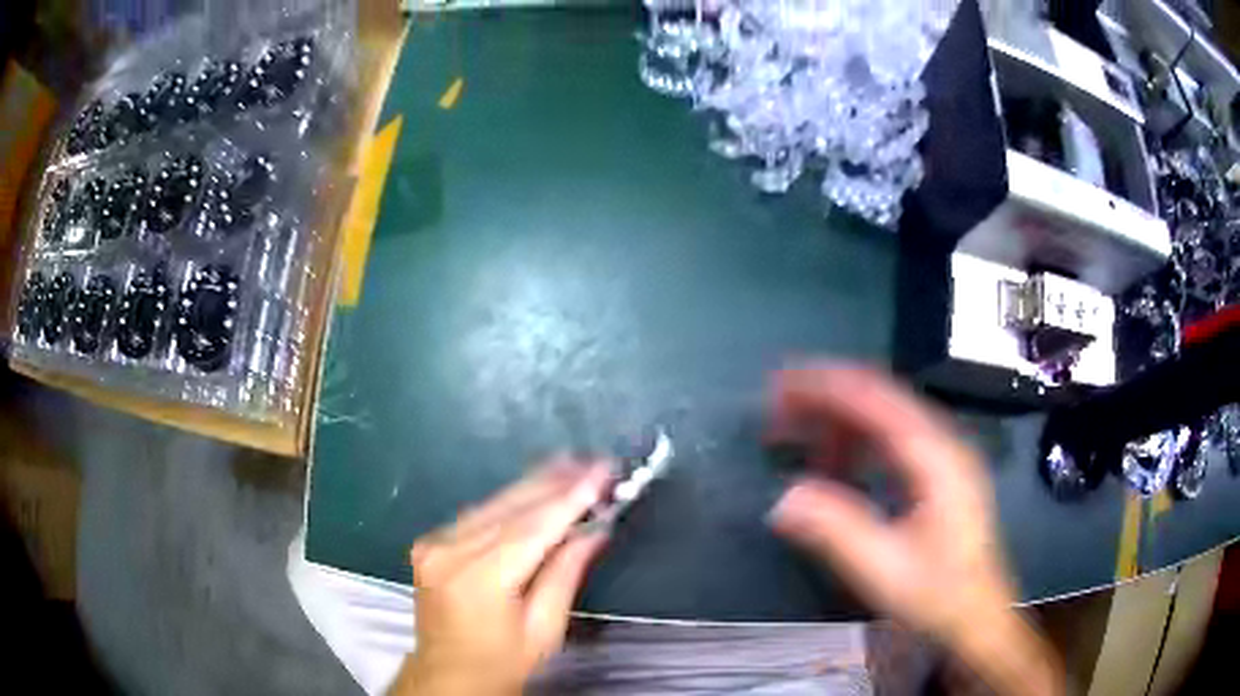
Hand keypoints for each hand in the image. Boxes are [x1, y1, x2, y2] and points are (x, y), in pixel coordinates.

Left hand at [391, 460, 611, 695]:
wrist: (447, 674)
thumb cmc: (502, 662)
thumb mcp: (544, 629)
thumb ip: (566, 574)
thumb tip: (595, 529)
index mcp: (479, 578)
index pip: (532, 528)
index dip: (570, 498)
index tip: (602, 471)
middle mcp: (450, 551)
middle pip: (511, 507)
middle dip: (556, 482)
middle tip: (594, 461)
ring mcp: (434, 543)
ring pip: (493, 504)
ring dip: (535, 485)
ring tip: (573, 466)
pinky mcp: (430, 542)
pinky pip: (477, 514)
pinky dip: (510, 500)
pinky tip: (536, 488)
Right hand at [767, 364, 1060, 694]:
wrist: (976, 616)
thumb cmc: (937, 594)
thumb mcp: (884, 568)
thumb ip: (836, 530)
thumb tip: (782, 499)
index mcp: (935, 456)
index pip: (875, 399)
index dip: (824, 385)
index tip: (779, 386)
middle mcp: (941, 442)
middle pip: (879, 398)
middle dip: (825, 396)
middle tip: (777, 408)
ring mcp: (942, 456)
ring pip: (884, 417)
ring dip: (837, 421)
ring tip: (795, 438)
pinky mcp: (936, 474)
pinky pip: (890, 441)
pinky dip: (855, 444)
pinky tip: (833, 467)